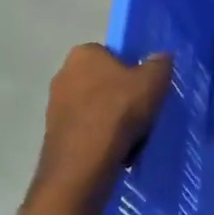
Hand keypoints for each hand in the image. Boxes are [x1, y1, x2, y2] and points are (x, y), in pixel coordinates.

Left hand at [34, 45, 173, 193]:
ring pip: (94, 107)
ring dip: (110, 117)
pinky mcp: (53, 133)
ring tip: (131, 135)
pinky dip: (100, 136)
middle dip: (120, 94)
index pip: (113, 54)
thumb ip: (160, 63)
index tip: (145, 88)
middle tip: (141, 110)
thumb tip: (160, 57)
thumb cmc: (119, 110)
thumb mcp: (153, 81)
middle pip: (103, 81)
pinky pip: (85, 128)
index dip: (132, 70)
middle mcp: (63, 73)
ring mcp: (55, 105)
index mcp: (84, 53)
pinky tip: (115, 149)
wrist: (84, 161)